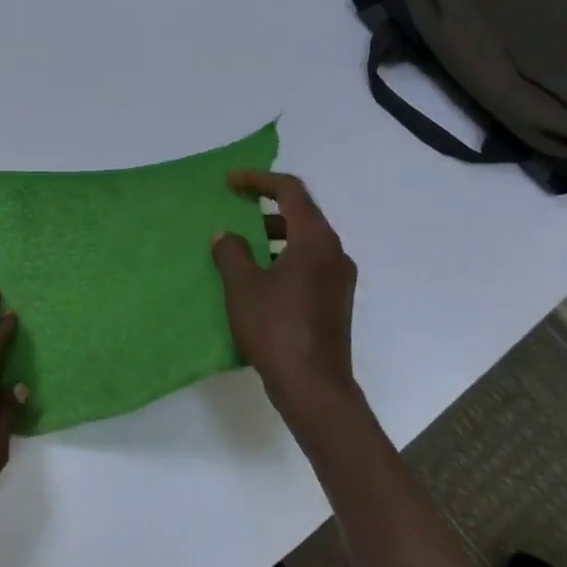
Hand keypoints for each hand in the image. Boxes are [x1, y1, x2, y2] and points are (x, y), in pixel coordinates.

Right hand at [211, 170, 367, 437]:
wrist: (313, 385)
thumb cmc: (276, 328)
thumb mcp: (243, 286)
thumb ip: (232, 253)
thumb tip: (227, 235)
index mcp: (315, 241)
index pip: (292, 192)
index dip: (260, 180)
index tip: (230, 183)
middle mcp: (335, 253)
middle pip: (302, 214)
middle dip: (266, 207)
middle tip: (235, 209)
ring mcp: (339, 279)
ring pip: (306, 241)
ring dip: (274, 234)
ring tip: (241, 245)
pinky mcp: (335, 300)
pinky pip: (309, 263)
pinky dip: (284, 257)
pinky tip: (259, 277)